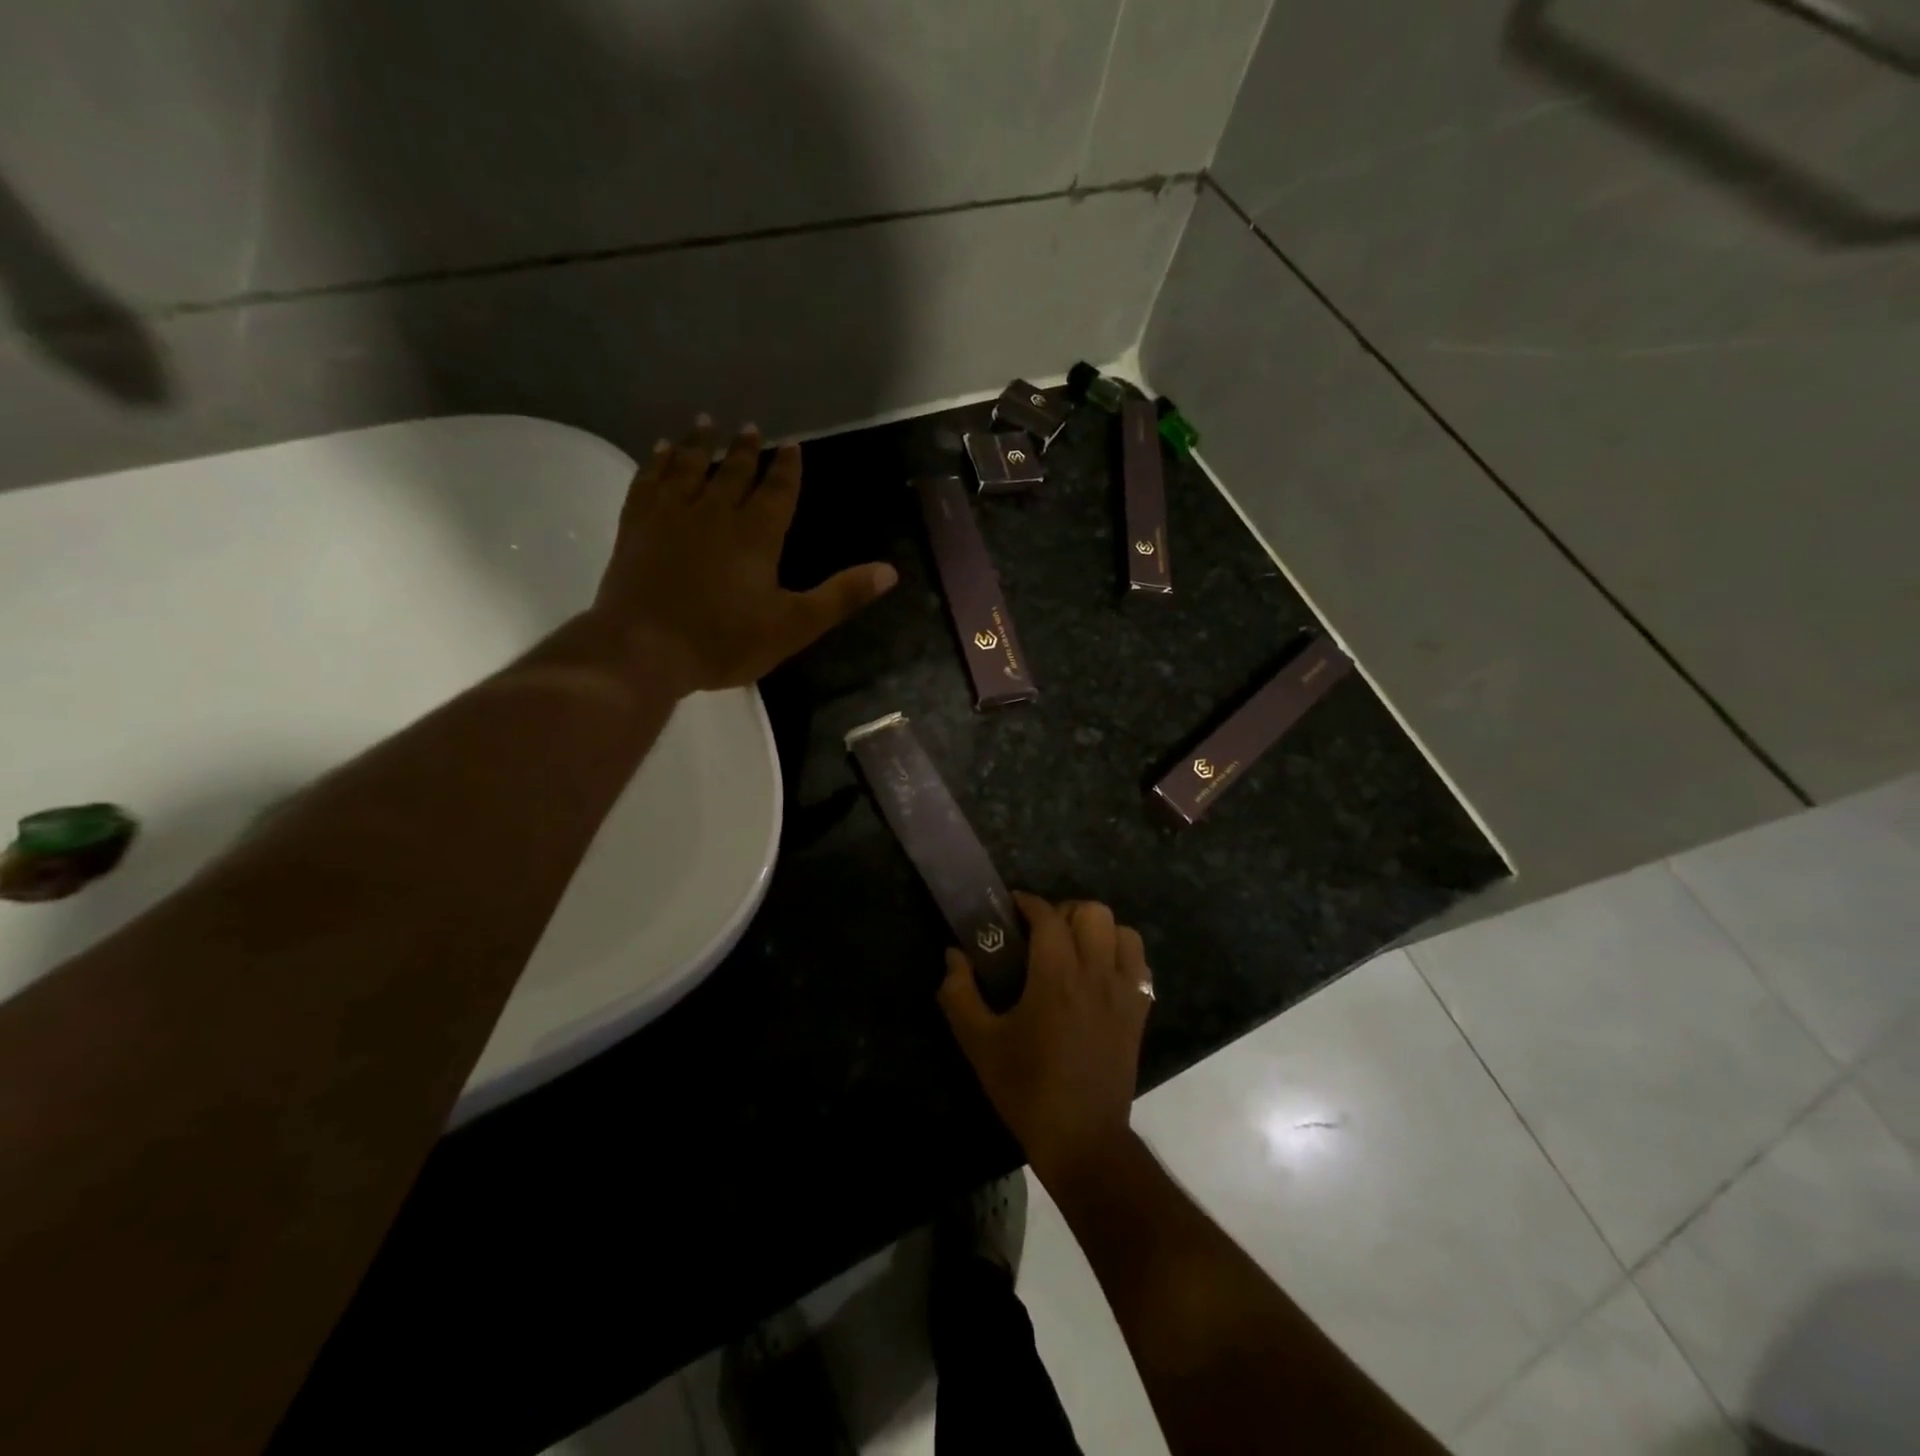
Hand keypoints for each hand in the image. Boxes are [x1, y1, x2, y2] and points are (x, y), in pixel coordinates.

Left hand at [593, 415, 897, 691]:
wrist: (643, 649)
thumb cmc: (724, 641)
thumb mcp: (794, 626)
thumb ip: (841, 596)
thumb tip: (890, 571)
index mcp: (757, 535)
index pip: (777, 491)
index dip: (787, 468)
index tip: (792, 445)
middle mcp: (715, 513)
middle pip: (734, 472)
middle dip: (745, 450)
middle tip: (751, 427)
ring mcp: (671, 515)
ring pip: (689, 467)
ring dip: (700, 444)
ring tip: (706, 422)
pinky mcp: (637, 526)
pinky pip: (649, 481)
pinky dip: (657, 462)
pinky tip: (660, 451)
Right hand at [939, 893, 1153, 1189]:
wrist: (1082, 1138)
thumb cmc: (1026, 1089)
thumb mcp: (979, 1043)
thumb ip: (959, 994)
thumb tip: (953, 955)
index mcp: (1055, 977)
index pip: (1048, 917)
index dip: (1029, 903)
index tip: (1013, 906)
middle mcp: (1095, 975)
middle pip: (1093, 912)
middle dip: (1065, 911)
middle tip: (1043, 932)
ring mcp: (1124, 992)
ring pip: (1124, 931)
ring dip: (1098, 930)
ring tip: (1076, 948)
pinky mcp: (1140, 1012)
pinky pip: (1140, 964)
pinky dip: (1123, 955)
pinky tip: (1101, 973)